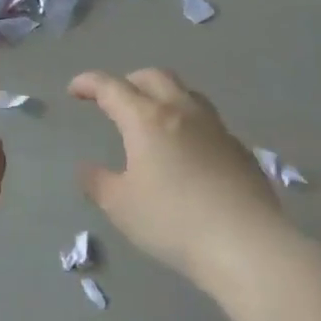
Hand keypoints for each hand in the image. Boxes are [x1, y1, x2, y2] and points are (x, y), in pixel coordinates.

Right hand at [70, 68, 292, 291]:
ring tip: (152, 117)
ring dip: (163, 95)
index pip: (112, 87)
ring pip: (186, 92)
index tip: (75, 89)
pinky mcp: (238, 148)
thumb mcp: (121, 206)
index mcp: (147, 119)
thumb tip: (86, 169)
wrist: (246, 243)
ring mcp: (215, 127)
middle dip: (129, 81)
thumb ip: (98, 183)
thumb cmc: (172, 221)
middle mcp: (182, 111)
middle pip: (153, 77)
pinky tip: (187, 151)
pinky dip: (188, 123)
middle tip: (115, 99)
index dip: (89, 83)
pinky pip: (208, 121)